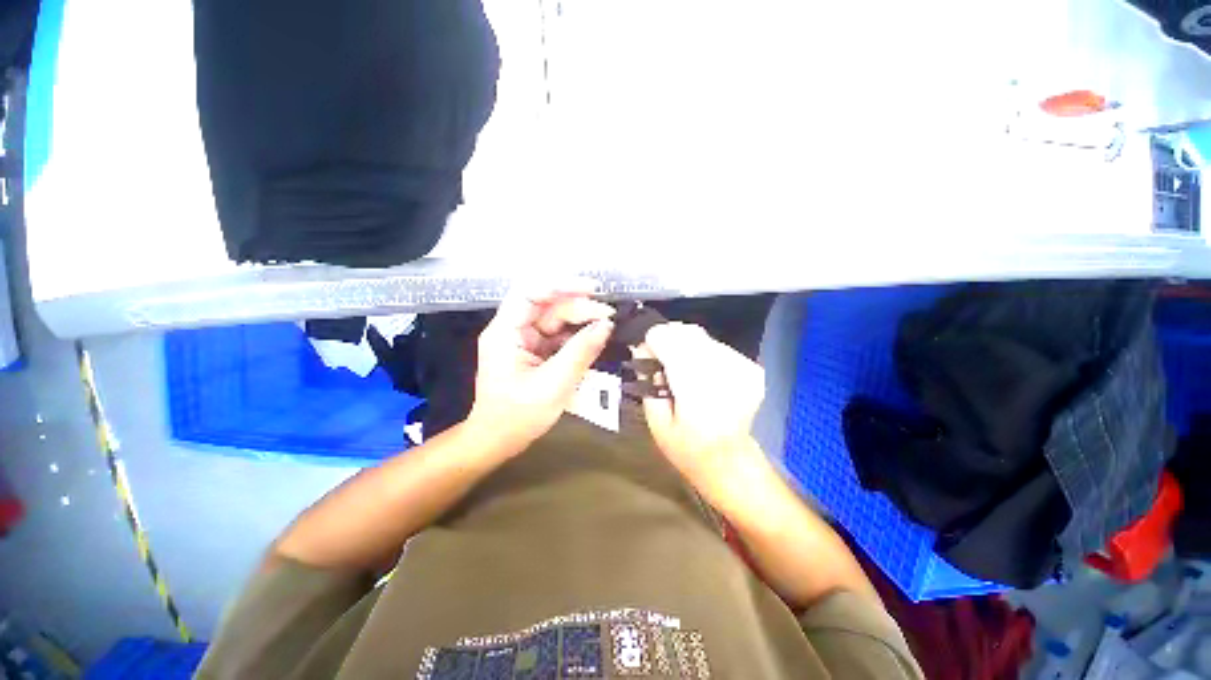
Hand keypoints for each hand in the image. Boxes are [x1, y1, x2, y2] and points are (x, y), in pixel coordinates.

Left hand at [467, 281, 614, 448]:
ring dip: (581, 321)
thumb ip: (580, 352)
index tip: (592, 289)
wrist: (498, 441)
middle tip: (608, 316)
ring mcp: (524, 341)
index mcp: (505, 332)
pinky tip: (594, 339)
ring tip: (606, 326)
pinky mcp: (535, 352)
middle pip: (547, 306)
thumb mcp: (554, 385)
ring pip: (555, 320)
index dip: (561, 286)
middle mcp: (513, 330)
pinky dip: (577, 336)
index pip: (530, 293)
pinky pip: (558, 336)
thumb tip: (606, 325)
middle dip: (578, 307)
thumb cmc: (518, 416)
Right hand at [639, 323, 766, 490]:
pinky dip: (703, 352)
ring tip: (680, 366)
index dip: (653, 341)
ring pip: (702, 336)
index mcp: (695, 390)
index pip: (669, 342)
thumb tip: (641, 348)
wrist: (730, 462)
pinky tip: (701, 372)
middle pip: (687, 332)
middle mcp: (722, 372)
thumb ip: (647, 380)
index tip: (645, 351)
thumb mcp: (656, 421)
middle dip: (668, 338)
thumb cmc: (687, 447)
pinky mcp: (752, 368)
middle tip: (659, 357)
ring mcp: (741, 368)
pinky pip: (717, 346)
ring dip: (685, 345)